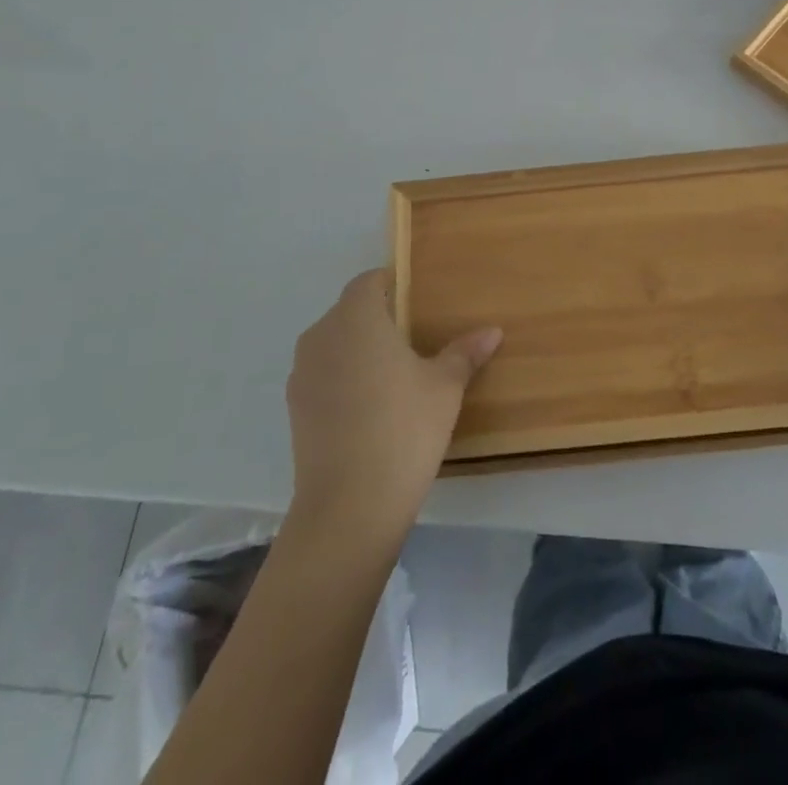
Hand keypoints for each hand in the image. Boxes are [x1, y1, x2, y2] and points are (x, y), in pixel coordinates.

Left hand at [286, 269, 501, 537]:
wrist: (349, 507)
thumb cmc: (403, 428)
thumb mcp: (445, 387)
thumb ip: (464, 353)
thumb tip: (492, 331)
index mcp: (356, 318)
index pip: (369, 281)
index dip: (392, 284)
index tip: (418, 301)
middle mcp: (321, 336)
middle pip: (350, 311)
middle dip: (379, 318)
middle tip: (415, 338)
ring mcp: (302, 374)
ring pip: (334, 344)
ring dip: (359, 350)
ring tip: (394, 374)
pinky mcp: (294, 409)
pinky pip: (323, 376)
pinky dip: (344, 379)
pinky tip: (371, 407)